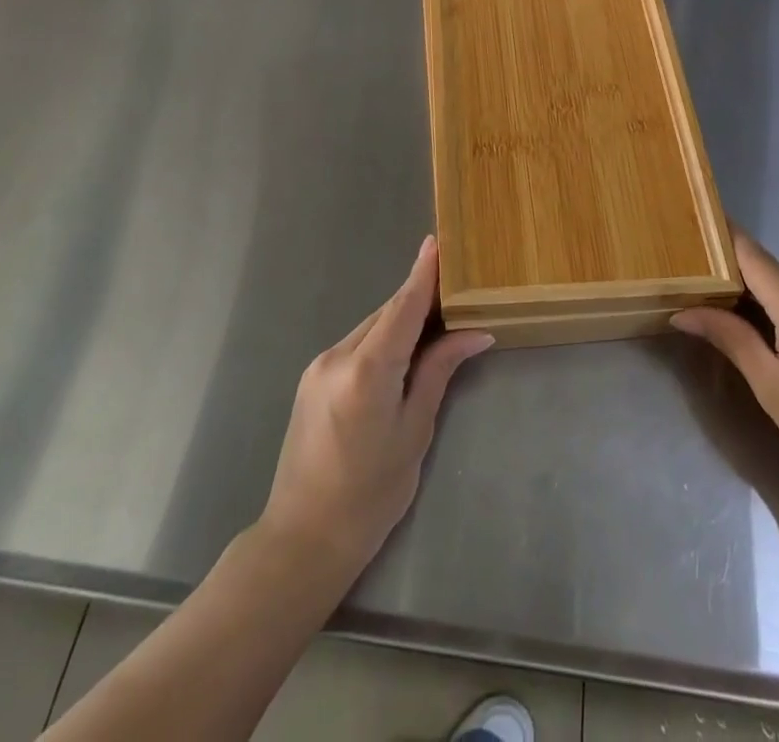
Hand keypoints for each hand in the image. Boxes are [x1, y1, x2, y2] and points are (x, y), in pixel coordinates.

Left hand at [260, 236, 492, 584]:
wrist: (303, 537)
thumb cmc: (371, 494)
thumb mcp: (415, 431)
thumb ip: (439, 372)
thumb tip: (475, 333)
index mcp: (367, 370)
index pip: (402, 307)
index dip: (423, 273)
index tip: (437, 241)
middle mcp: (337, 355)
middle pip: (387, 313)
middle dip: (420, 299)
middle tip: (458, 290)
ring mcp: (320, 364)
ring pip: (372, 327)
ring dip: (403, 320)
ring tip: (439, 321)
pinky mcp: (313, 377)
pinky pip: (357, 344)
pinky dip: (383, 338)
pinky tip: (404, 350)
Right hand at [672, 229, 778, 516]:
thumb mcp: (769, 385)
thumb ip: (729, 337)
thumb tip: (684, 311)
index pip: (752, 254)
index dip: (723, 236)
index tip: (696, 225)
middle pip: (771, 273)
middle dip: (737, 280)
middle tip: (702, 294)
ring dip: (765, 301)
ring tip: (738, 326)